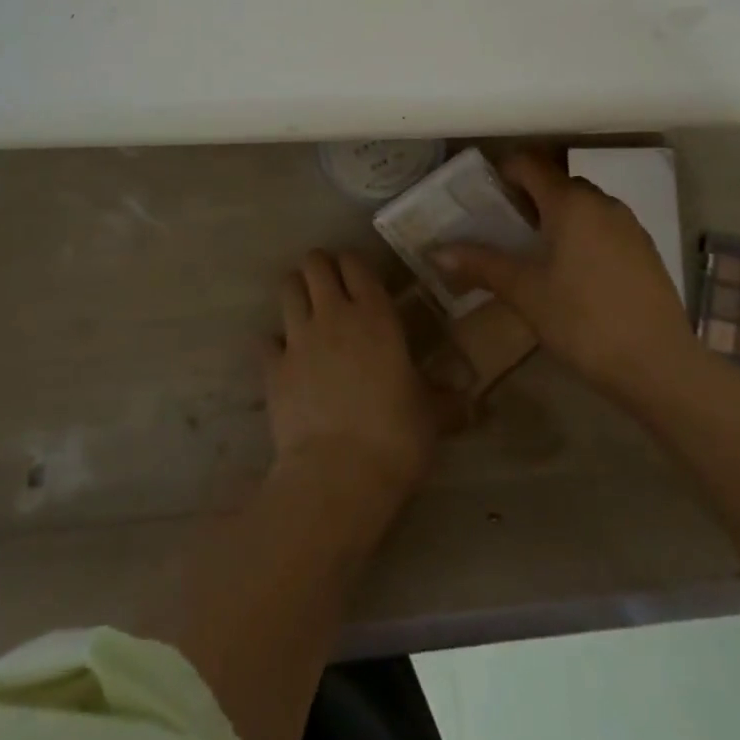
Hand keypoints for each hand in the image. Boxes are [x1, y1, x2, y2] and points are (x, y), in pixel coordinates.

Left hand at [265, 250, 440, 507]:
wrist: (338, 476)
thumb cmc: (396, 438)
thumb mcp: (432, 415)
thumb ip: (447, 397)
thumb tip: (472, 399)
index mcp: (375, 315)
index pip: (355, 263)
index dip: (354, 263)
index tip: (359, 276)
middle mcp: (333, 314)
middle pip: (314, 263)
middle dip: (320, 266)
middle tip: (330, 285)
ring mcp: (298, 338)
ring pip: (287, 288)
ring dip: (296, 291)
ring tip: (306, 308)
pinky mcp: (272, 367)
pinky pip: (267, 339)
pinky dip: (275, 342)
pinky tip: (285, 357)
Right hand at [435, 152, 698, 397]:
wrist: (658, 364)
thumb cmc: (582, 320)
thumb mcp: (525, 292)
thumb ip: (481, 264)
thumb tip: (436, 251)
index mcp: (570, 202)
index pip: (530, 163)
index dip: (503, 171)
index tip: (484, 196)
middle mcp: (602, 202)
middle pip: (557, 183)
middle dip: (528, 197)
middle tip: (504, 228)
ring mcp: (628, 225)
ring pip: (583, 205)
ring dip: (557, 216)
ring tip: (536, 253)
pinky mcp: (645, 250)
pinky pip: (604, 226)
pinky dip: (583, 234)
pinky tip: (574, 273)